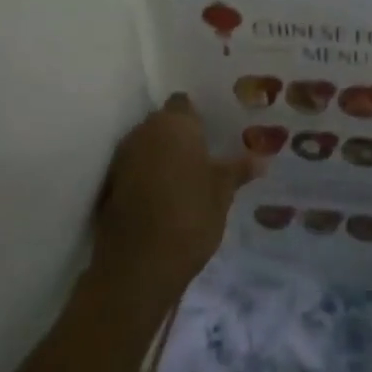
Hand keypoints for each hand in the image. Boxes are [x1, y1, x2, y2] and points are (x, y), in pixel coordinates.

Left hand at [92, 93, 259, 311]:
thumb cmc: (189, 216)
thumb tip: (261, 159)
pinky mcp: (109, 187)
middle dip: (179, 137)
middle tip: (204, 155)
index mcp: (175, 123)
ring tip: (186, 179)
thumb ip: (238, 170)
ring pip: (147, 147)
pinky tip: (164, 199)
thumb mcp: (223, 193)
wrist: (137, 267)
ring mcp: (122, 159)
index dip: (196, 116)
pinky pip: (133, 172)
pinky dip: (146, 179)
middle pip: (164, 124)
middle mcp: (145, 132)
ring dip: (161, 158)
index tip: (212, 132)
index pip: (184, 103)